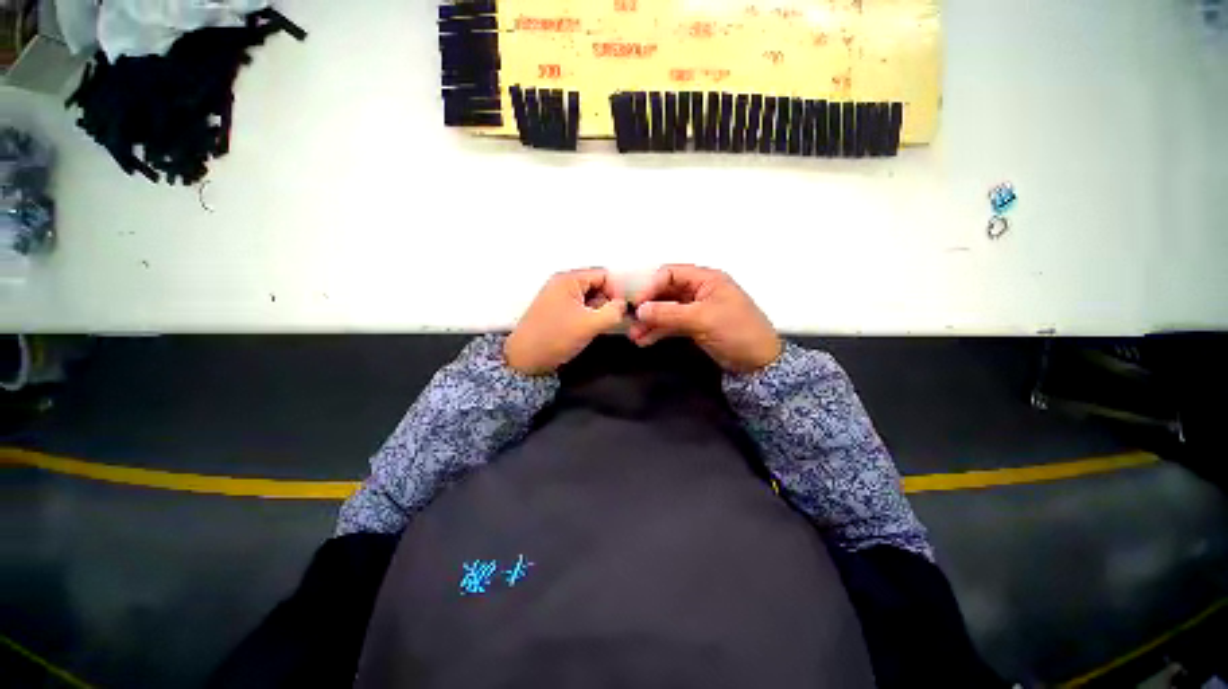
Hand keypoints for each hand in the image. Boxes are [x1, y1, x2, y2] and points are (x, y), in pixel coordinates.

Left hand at [505, 268, 626, 374]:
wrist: (525, 359)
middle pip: (596, 285)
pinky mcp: (555, 310)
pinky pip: (579, 306)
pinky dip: (587, 316)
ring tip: (594, 328)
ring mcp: (557, 296)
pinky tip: (585, 330)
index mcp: (569, 279)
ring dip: (597, 311)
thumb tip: (624, 305)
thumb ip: (614, 312)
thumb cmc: (557, 337)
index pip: (603, 275)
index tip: (619, 312)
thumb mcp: (590, 324)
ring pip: (589, 298)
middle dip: (606, 302)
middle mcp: (562, 283)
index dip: (616, 292)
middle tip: (606, 322)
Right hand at [629, 265, 781, 372]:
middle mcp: (698, 290)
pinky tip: (645, 340)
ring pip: (666, 310)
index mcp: (705, 279)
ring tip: (634, 336)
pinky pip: (671, 324)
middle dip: (647, 306)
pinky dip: (658, 331)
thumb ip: (669, 313)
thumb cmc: (736, 331)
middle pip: (665, 292)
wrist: (758, 362)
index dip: (650, 286)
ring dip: (650, 321)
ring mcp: (695, 309)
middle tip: (629, 320)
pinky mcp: (694, 326)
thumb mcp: (703, 319)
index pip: (670, 274)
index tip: (635, 304)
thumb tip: (639, 310)